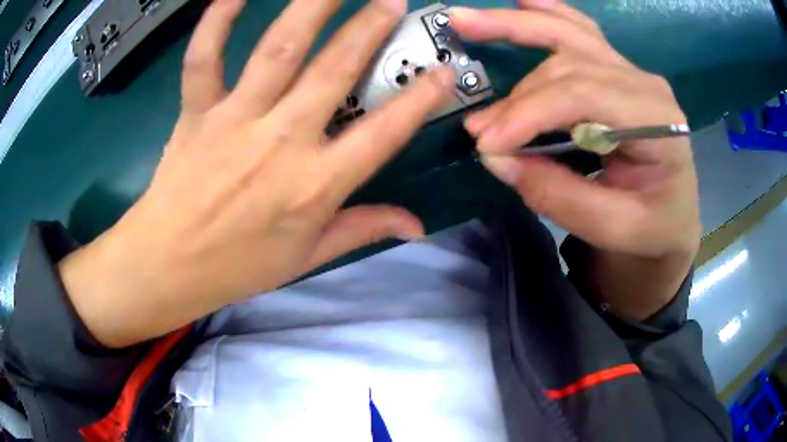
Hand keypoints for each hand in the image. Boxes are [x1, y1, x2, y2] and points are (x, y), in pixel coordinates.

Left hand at [59, 0, 454, 347]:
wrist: (168, 265)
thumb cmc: (237, 267)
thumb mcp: (306, 258)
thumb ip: (362, 230)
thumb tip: (416, 227)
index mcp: (313, 186)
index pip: (384, 134)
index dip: (420, 100)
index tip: (444, 72)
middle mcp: (280, 142)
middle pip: (334, 71)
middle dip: (370, 29)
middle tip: (392, 0)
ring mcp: (234, 120)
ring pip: (279, 49)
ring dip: (313, 8)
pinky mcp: (196, 111)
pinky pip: (203, 57)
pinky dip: (217, 21)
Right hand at [451, 0, 700, 317]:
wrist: (672, 218)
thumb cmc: (651, 227)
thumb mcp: (613, 228)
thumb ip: (558, 195)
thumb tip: (495, 157)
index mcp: (659, 121)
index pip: (585, 96)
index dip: (530, 113)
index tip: (488, 142)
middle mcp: (645, 84)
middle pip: (570, 66)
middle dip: (519, 95)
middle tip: (477, 126)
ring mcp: (631, 71)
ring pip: (569, 36)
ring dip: (516, 27)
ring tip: (465, 21)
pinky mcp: (617, 70)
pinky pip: (582, 30)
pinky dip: (550, 13)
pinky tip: (524, 1)